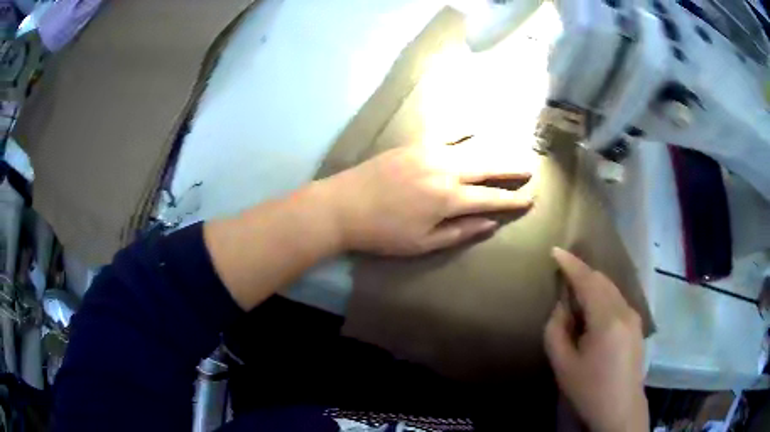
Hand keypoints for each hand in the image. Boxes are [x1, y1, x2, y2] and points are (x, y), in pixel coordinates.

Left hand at [322, 141, 532, 255]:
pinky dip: (462, 130)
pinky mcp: (414, 144)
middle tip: (530, 168)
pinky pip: (445, 133)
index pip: (492, 198)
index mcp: (449, 199)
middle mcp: (446, 170)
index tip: (530, 199)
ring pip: (471, 148)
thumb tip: (491, 224)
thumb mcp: (423, 243)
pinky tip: (473, 128)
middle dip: (512, 168)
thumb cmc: (383, 232)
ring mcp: (430, 152)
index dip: (513, 200)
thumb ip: (460, 232)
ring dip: (494, 150)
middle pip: (488, 167)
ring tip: (510, 151)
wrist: (343, 206)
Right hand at [545, 248, 648, 431]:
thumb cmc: (589, 390)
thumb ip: (556, 331)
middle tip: (563, 272)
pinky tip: (593, 312)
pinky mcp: (637, 326)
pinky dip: (603, 297)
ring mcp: (634, 317)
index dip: (571, 264)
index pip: (588, 281)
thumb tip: (562, 308)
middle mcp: (625, 311)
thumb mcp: (564, 365)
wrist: (621, 409)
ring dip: (593, 285)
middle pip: (602, 281)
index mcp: (607, 320)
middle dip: (582, 273)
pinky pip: (617, 301)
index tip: (556, 251)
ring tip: (575, 293)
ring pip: (611, 290)